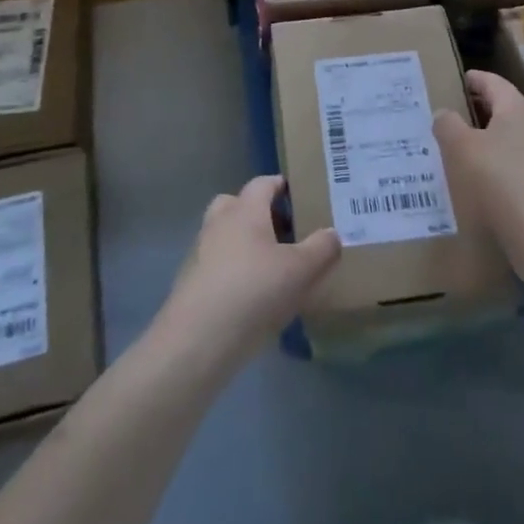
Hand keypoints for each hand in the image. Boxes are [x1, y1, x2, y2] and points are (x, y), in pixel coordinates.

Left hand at [156, 175, 340, 368]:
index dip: (280, 186)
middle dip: (258, 213)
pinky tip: (252, 298)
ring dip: (244, 244)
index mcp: (244, 210)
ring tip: (272, 269)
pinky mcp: (191, 283)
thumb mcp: (301, 270)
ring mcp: (200, 253)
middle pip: (237, 204)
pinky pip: (217, 266)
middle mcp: (218, 223)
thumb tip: (332, 233)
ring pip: (225, 236)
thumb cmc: (254, 291)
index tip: (299, 195)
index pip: (262, 183)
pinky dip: (233, 272)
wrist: (198, 340)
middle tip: (284, 232)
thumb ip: (321, 249)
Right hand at [434, 70, 523, 259]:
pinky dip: (506, 168)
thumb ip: (448, 125)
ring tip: (467, 154)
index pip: (493, 82)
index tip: (458, 80)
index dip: (474, 79)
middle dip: (482, 112)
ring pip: (517, 139)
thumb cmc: (500, 181)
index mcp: (518, 108)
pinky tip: (490, 186)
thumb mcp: (461, 149)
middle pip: (507, 110)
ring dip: (494, 143)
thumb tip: (444, 113)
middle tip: (455, 119)